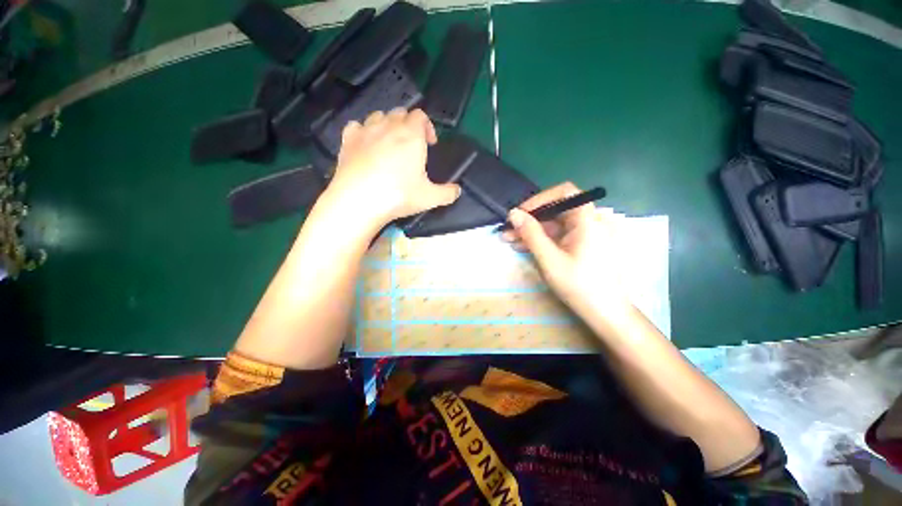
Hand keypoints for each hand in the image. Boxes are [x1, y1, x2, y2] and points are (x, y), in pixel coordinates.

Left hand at [326, 108, 460, 225]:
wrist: (359, 201)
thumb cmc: (398, 196)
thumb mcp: (430, 198)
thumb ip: (447, 193)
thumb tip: (457, 191)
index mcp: (411, 136)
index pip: (421, 116)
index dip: (427, 126)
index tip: (430, 143)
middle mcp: (389, 126)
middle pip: (400, 113)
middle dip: (408, 125)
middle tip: (412, 145)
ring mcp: (366, 131)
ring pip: (379, 116)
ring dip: (387, 124)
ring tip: (390, 143)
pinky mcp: (348, 140)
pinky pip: (356, 126)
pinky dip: (364, 131)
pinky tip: (366, 144)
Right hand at [502, 182, 631, 315]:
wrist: (606, 313)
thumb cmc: (579, 285)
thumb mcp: (549, 259)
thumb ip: (531, 234)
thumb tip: (513, 213)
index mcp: (588, 220)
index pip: (564, 193)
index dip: (540, 199)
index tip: (520, 214)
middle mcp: (590, 221)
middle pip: (556, 210)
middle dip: (530, 219)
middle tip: (508, 230)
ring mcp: (587, 234)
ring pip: (555, 224)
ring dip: (532, 231)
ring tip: (509, 240)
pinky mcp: (583, 245)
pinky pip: (560, 236)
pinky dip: (542, 239)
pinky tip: (524, 246)